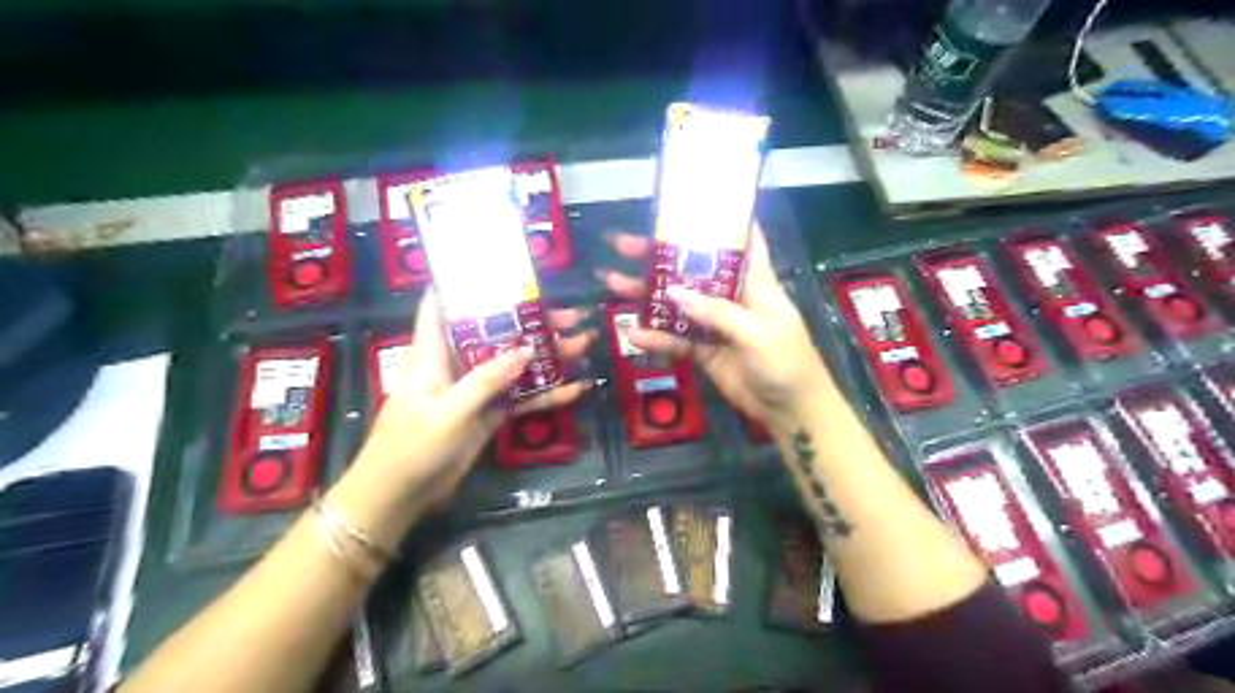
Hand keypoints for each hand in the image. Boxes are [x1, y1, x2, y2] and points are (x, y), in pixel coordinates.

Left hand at [353, 289, 597, 511]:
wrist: (401, 495)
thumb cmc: (412, 446)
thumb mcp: (449, 411)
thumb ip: (486, 380)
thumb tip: (525, 349)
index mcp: (434, 353)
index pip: (442, 305)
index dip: (465, 283)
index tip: (501, 268)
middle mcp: (457, 364)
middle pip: (496, 334)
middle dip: (531, 323)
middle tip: (571, 315)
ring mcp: (475, 390)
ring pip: (514, 364)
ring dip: (546, 356)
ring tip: (583, 344)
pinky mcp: (488, 414)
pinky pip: (520, 397)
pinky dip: (545, 394)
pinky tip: (574, 389)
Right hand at [601, 226, 834, 432]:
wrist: (790, 411)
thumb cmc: (787, 363)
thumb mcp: (757, 333)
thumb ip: (717, 312)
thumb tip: (673, 293)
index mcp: (755, 282)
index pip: (741, 241)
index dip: (720, 220)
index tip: (689, 203)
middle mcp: (731, 297)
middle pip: (694, 270)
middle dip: (660, 257)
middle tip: (624, 245)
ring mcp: (715, 324)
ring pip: (677, 304)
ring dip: (647, 296)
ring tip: (613, 284)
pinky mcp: (705, 350)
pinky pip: (676, 340)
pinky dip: (655, 338)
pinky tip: (632, 334)